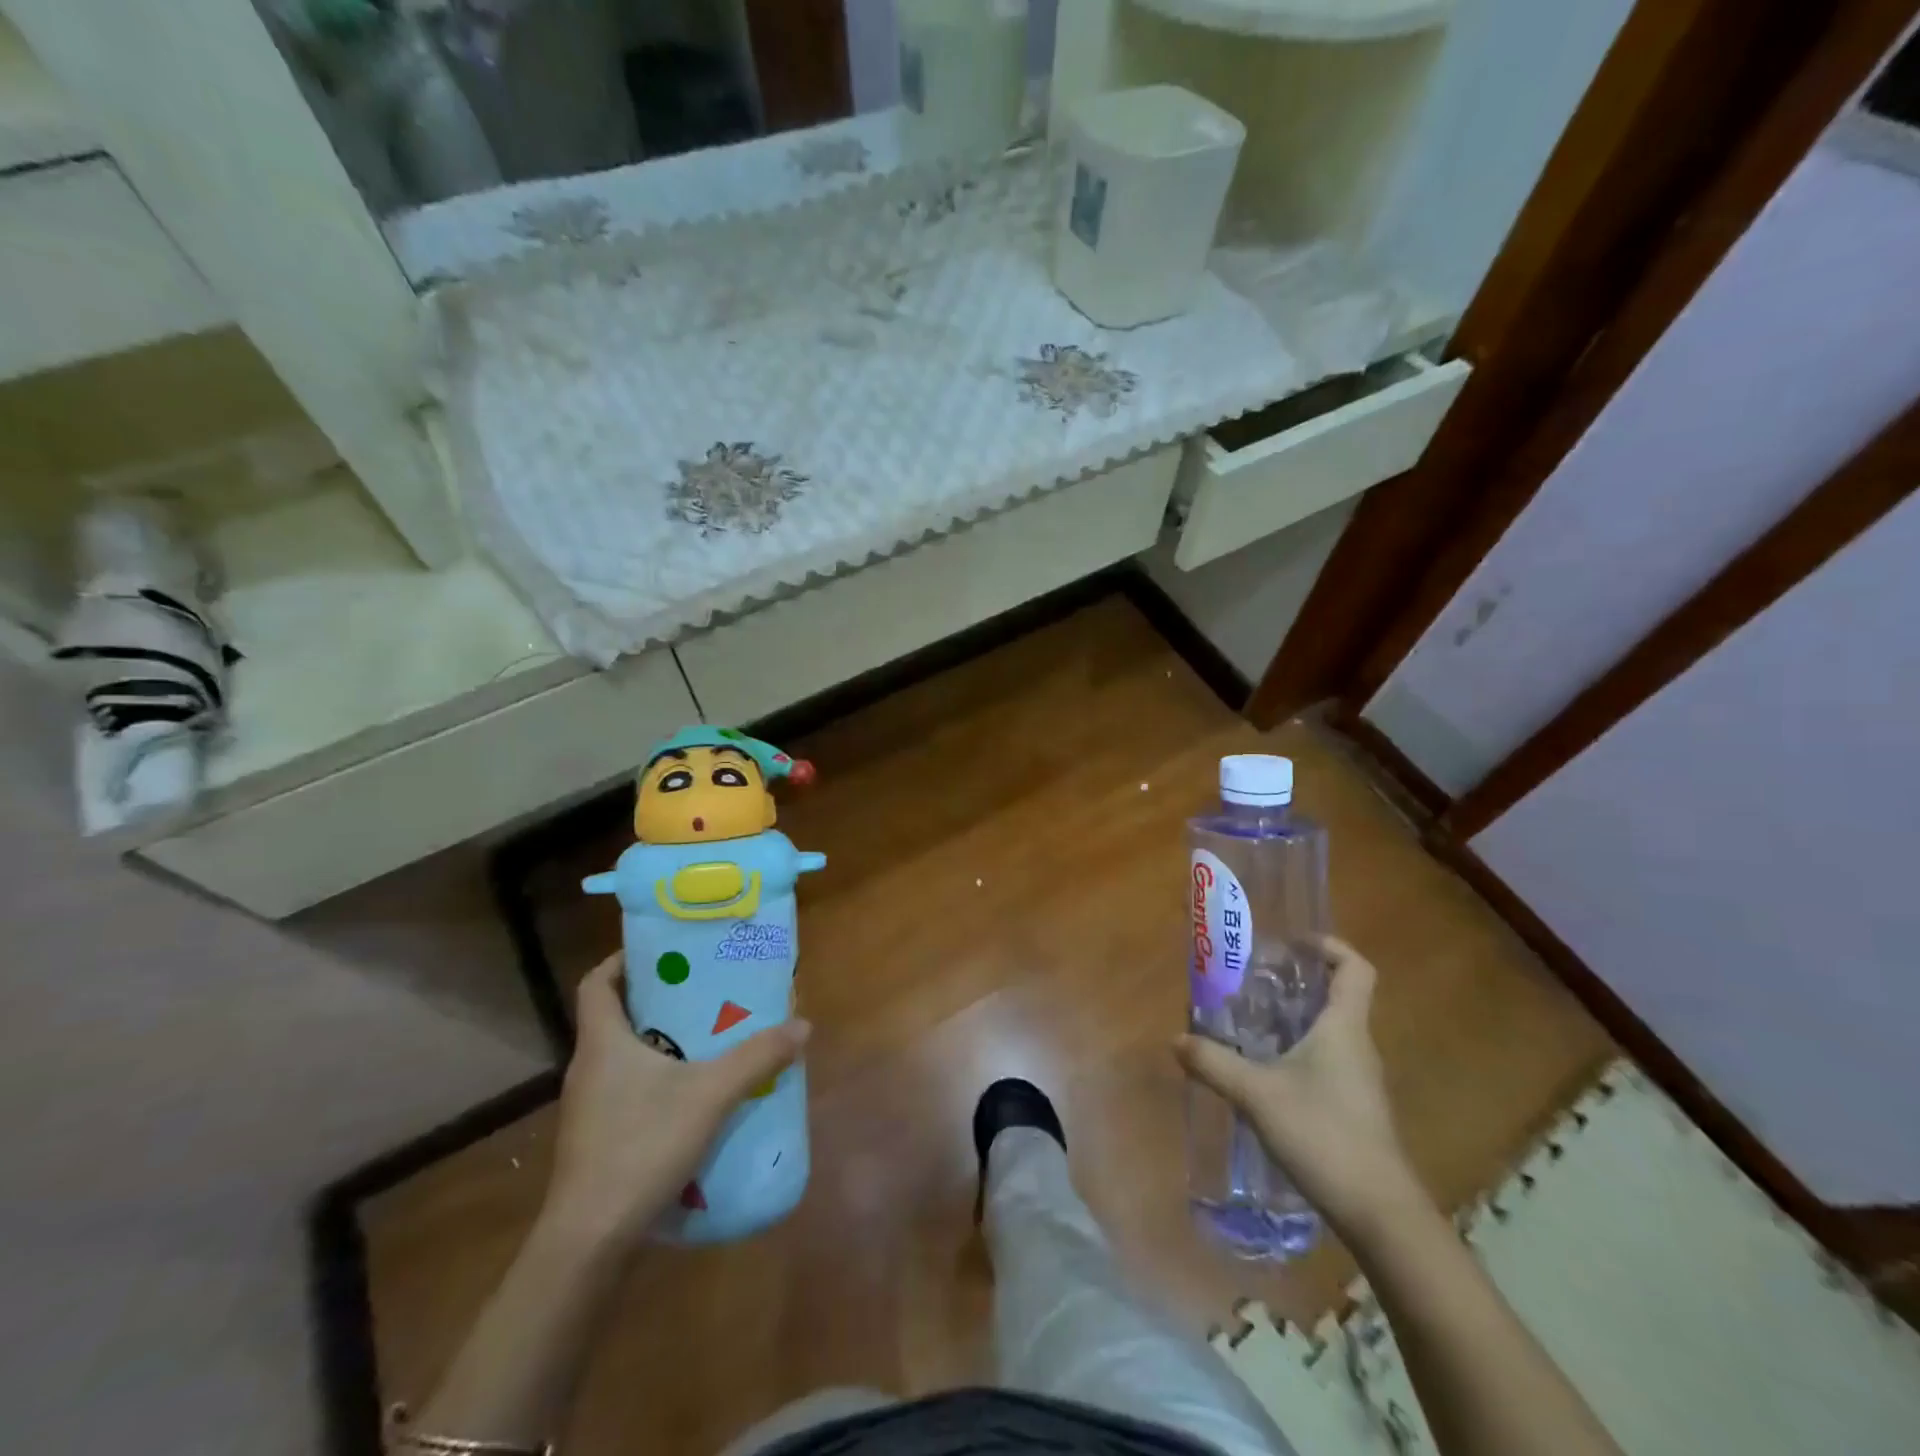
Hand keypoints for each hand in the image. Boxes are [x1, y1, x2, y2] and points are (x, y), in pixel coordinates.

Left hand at [543, 953, 809, 1253]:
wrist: (590, 1241)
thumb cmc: (641, 1147)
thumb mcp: (710, 1096)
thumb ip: (757, 1057)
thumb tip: (803, 1025)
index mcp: (603, 1042)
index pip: (596, 982)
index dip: (623, 959)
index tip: (664, 951)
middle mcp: (588, 1067)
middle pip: (616, 1014)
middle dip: (657, 996)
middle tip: (703, 987)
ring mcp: (589, 1106)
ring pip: (623, 1054)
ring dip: (660, 1038)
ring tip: (707, 1033)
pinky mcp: (597, 1137)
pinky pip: (627, 1087)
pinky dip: (657, 1076)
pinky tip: (693, 1091)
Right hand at [1175, 937, 1425, 1239]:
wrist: (1379, 1213)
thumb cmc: (1324, 1135)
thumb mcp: (1257, 1095)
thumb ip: (1214, 1064)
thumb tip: (1176, 1039)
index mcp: (1344, 1028)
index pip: (1356, 969)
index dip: (1330, 947)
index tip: (1293, 944)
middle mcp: (1357, 1046)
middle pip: (1338, 997)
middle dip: (1298, 982)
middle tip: (1253, 979)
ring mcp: (1360, 1080)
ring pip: (1330, 1032)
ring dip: (1296, 1019)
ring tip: (1250, 1021)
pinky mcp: (1355, 1108)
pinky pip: (1327, 1061)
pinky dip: (1299, 1052)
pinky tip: (1266, 1071)